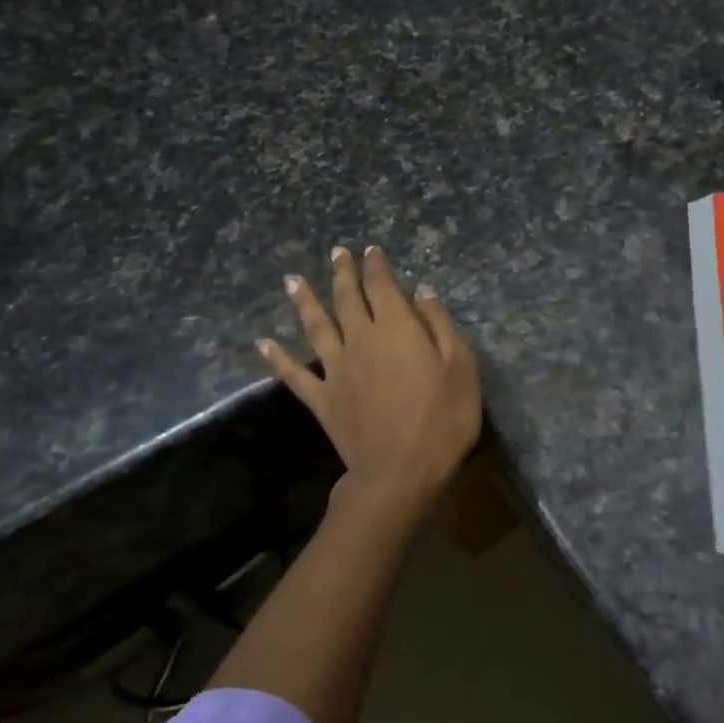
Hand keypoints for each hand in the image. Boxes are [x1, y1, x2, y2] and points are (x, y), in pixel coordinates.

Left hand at [260, 245, 481, 519]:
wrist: (400, 471)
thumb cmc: (442, 419)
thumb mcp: (461, 367)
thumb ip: (440, 325)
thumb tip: (422, 291)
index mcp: (397, 328)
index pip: (383, 286)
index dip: (377, 266)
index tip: (371, 251)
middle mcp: (361, 339)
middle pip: (348, 298)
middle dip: (343, 274)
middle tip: (337, 253)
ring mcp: (337, 369)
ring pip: (316, 326)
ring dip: (304, 301)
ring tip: (292, 280)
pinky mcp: (322, 399)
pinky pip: (294, 374)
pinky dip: (277, 358)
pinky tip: (263, 344)